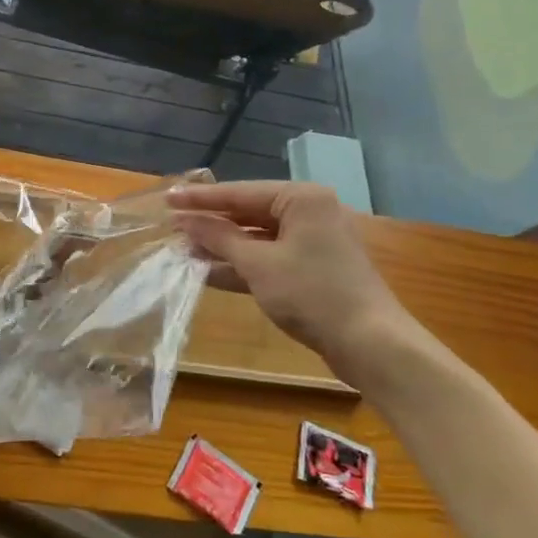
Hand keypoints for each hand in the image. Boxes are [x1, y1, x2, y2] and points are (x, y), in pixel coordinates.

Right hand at [169, 181, 412, 381]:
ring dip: (222, 247)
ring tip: (183, 250)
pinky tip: (208, 272)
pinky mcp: (311, 269)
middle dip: (210, 224)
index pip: (240, 193)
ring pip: (256, 238)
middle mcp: (309, 213)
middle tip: (172, 226)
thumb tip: (185, 220)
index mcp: (301, 199)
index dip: (200, 199)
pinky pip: (268, 258)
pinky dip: (241, 265)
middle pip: (248, 213)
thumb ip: (219, 238)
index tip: (167, 199)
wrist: (370, 344)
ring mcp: (312, 242)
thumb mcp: (258, 264)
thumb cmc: (312, 294)